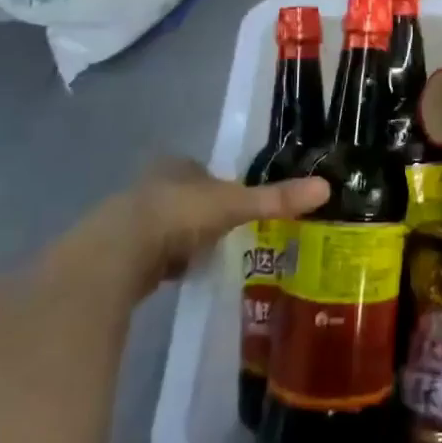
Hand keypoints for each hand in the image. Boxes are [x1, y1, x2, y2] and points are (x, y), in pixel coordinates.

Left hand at [105, 163, 329, 292]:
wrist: (115, 256)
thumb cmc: (177, 216)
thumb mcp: (234, 205)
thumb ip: (276, 199)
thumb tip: (325, 187)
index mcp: (176, 166)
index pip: (202, 170)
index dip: (219, 185)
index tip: (237, 205)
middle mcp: (150, 186)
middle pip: (183, 197)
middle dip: (201, 214)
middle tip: (226, 234)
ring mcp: (129, 219)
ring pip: (165, 226)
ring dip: (181, 239)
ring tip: (206, 258)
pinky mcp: (116, 254)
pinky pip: (150, 254)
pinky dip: (164, 263)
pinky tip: (177, 276)